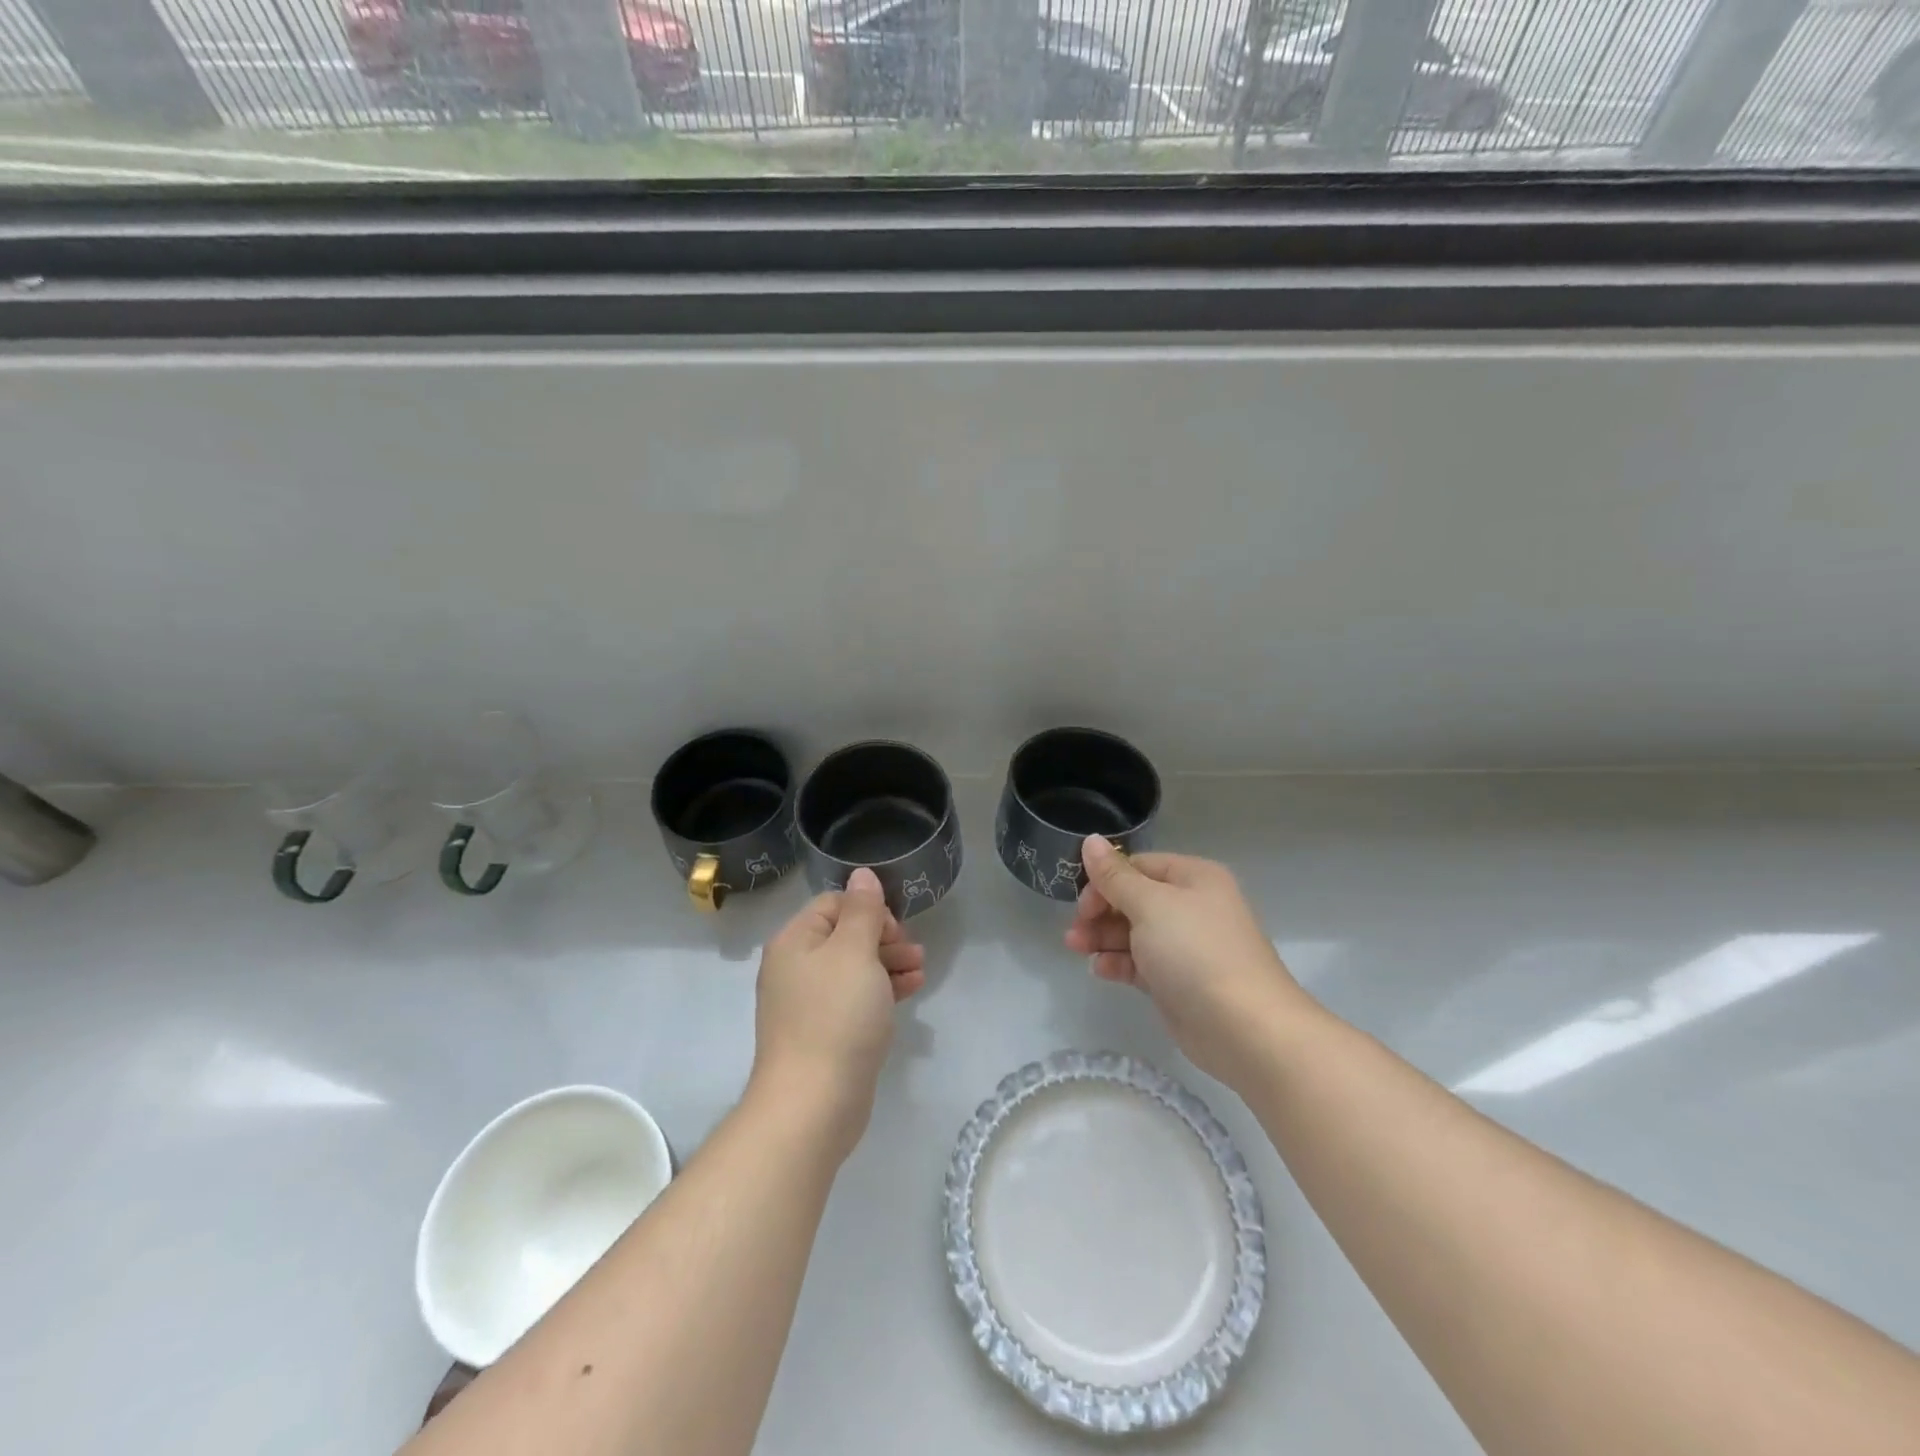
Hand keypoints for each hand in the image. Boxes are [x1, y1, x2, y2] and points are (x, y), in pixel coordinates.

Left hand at [750, 867, 924, 1160]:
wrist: (813, 1103)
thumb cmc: (836, 1016)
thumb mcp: (855, 952)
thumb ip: (862, 910)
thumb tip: (862, 873)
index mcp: (794, 941)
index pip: (834, 904)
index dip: (869, 910)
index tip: (897, 930)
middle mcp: (795, 967)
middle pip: (844, 935)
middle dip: (884, 938)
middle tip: (914, 952)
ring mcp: (807, 1003)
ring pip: (854, 968)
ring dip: (889, 963)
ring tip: (920, 971)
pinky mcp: (823, 1033)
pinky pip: (855, 998)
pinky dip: (882, 990)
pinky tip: (909, 992)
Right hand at [1066, 836, 1312, 1088]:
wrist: (1245, 1028)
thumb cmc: (1196, 952)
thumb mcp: (1150, 905)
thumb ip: (1115, 876)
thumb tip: (1090, 840)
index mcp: (1193, 878)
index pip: (1138, 866)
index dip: (1105, 880)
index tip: (1081, 902)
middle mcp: (1192, 907)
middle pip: (1134, 899)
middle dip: (1100, 911)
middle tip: (1075, 930)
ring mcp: (1187, 946)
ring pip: (1134, 932)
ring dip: (1103, 937)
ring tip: (1076, 948)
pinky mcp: (1179, 982)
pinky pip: (1142, 962)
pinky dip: (1119, 962)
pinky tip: (1099, 969)